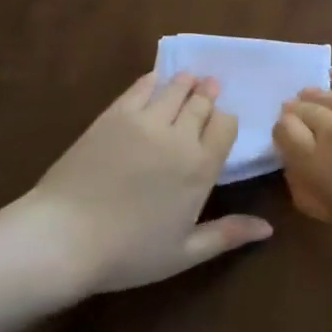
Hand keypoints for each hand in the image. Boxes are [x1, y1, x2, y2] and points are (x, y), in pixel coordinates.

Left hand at [2, 71, 268, 296]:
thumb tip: (269, 228)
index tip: (221, 124)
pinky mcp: (114, 115)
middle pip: (202, 103)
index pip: (226, 124)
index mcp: (200, 167)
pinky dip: (153, 80)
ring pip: (175, 89)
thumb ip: (228, 234)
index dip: (225, 120)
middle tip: (211, 87)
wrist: (62, 239)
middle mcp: (179, 136)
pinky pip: (141, 87)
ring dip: (186, 82)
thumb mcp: (183, 253)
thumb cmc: (127, 252)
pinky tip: (155, 80)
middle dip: (208, 95)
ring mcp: (145, 121)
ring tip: (190, 79)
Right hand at [272, 68, 331, 260]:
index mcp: (317, 163)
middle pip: (302, 109)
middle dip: (298, 116)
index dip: (284, 134)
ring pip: (326, 94)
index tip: (289, 141)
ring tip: (313, 101)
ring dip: (316, 99)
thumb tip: (299, 164)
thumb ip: (312, 185)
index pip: (283, 131)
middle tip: (301, 123)